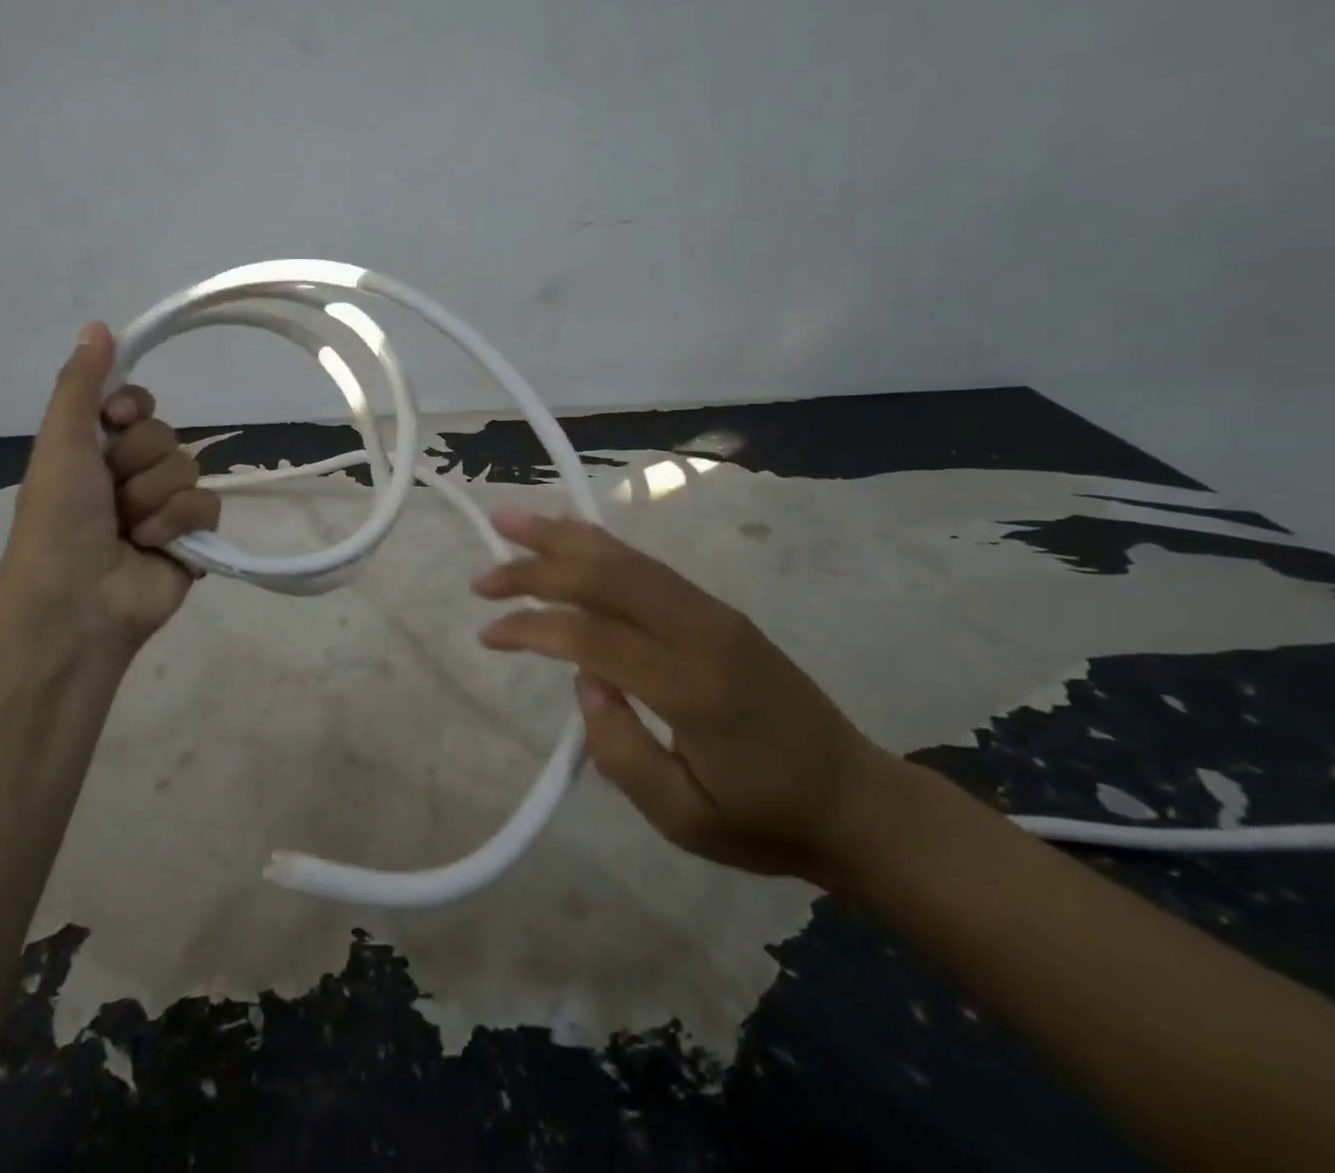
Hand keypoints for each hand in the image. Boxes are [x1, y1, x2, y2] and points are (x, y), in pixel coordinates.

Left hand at [0, 322, 219, 652]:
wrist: (78, 601)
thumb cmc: (59, 519)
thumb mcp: (61, 442)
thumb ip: (82, 384)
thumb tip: (98, 324)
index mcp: (94, 451)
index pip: (135, 403)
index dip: (130, 408)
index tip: (114, 420)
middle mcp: (128, 474)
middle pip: (163, 434)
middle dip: (137, 463)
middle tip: (109, 494)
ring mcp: (162, 507)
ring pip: (186, 468)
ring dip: (153, 498)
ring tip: (128, 529)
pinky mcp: (191, 537)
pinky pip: (207, 505)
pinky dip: (179, 523)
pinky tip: (155, 545)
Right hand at [470, 509, 900, 884]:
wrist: (857, 800)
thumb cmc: (765, 820)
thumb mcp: (683, 818)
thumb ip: (620, 748)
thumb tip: (583, 678)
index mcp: (692, 687)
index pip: (592, 635)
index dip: (531, 627)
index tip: (487, 633)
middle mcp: (702, 631)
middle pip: (606, 576)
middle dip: (537, 566)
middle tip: (483, 575)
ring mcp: (713, 613)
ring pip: (627, 558)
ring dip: (563, 538)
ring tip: (511, 519)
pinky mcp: (718, 610)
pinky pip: (648, 566)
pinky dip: (600, 545)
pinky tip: (572, 534)